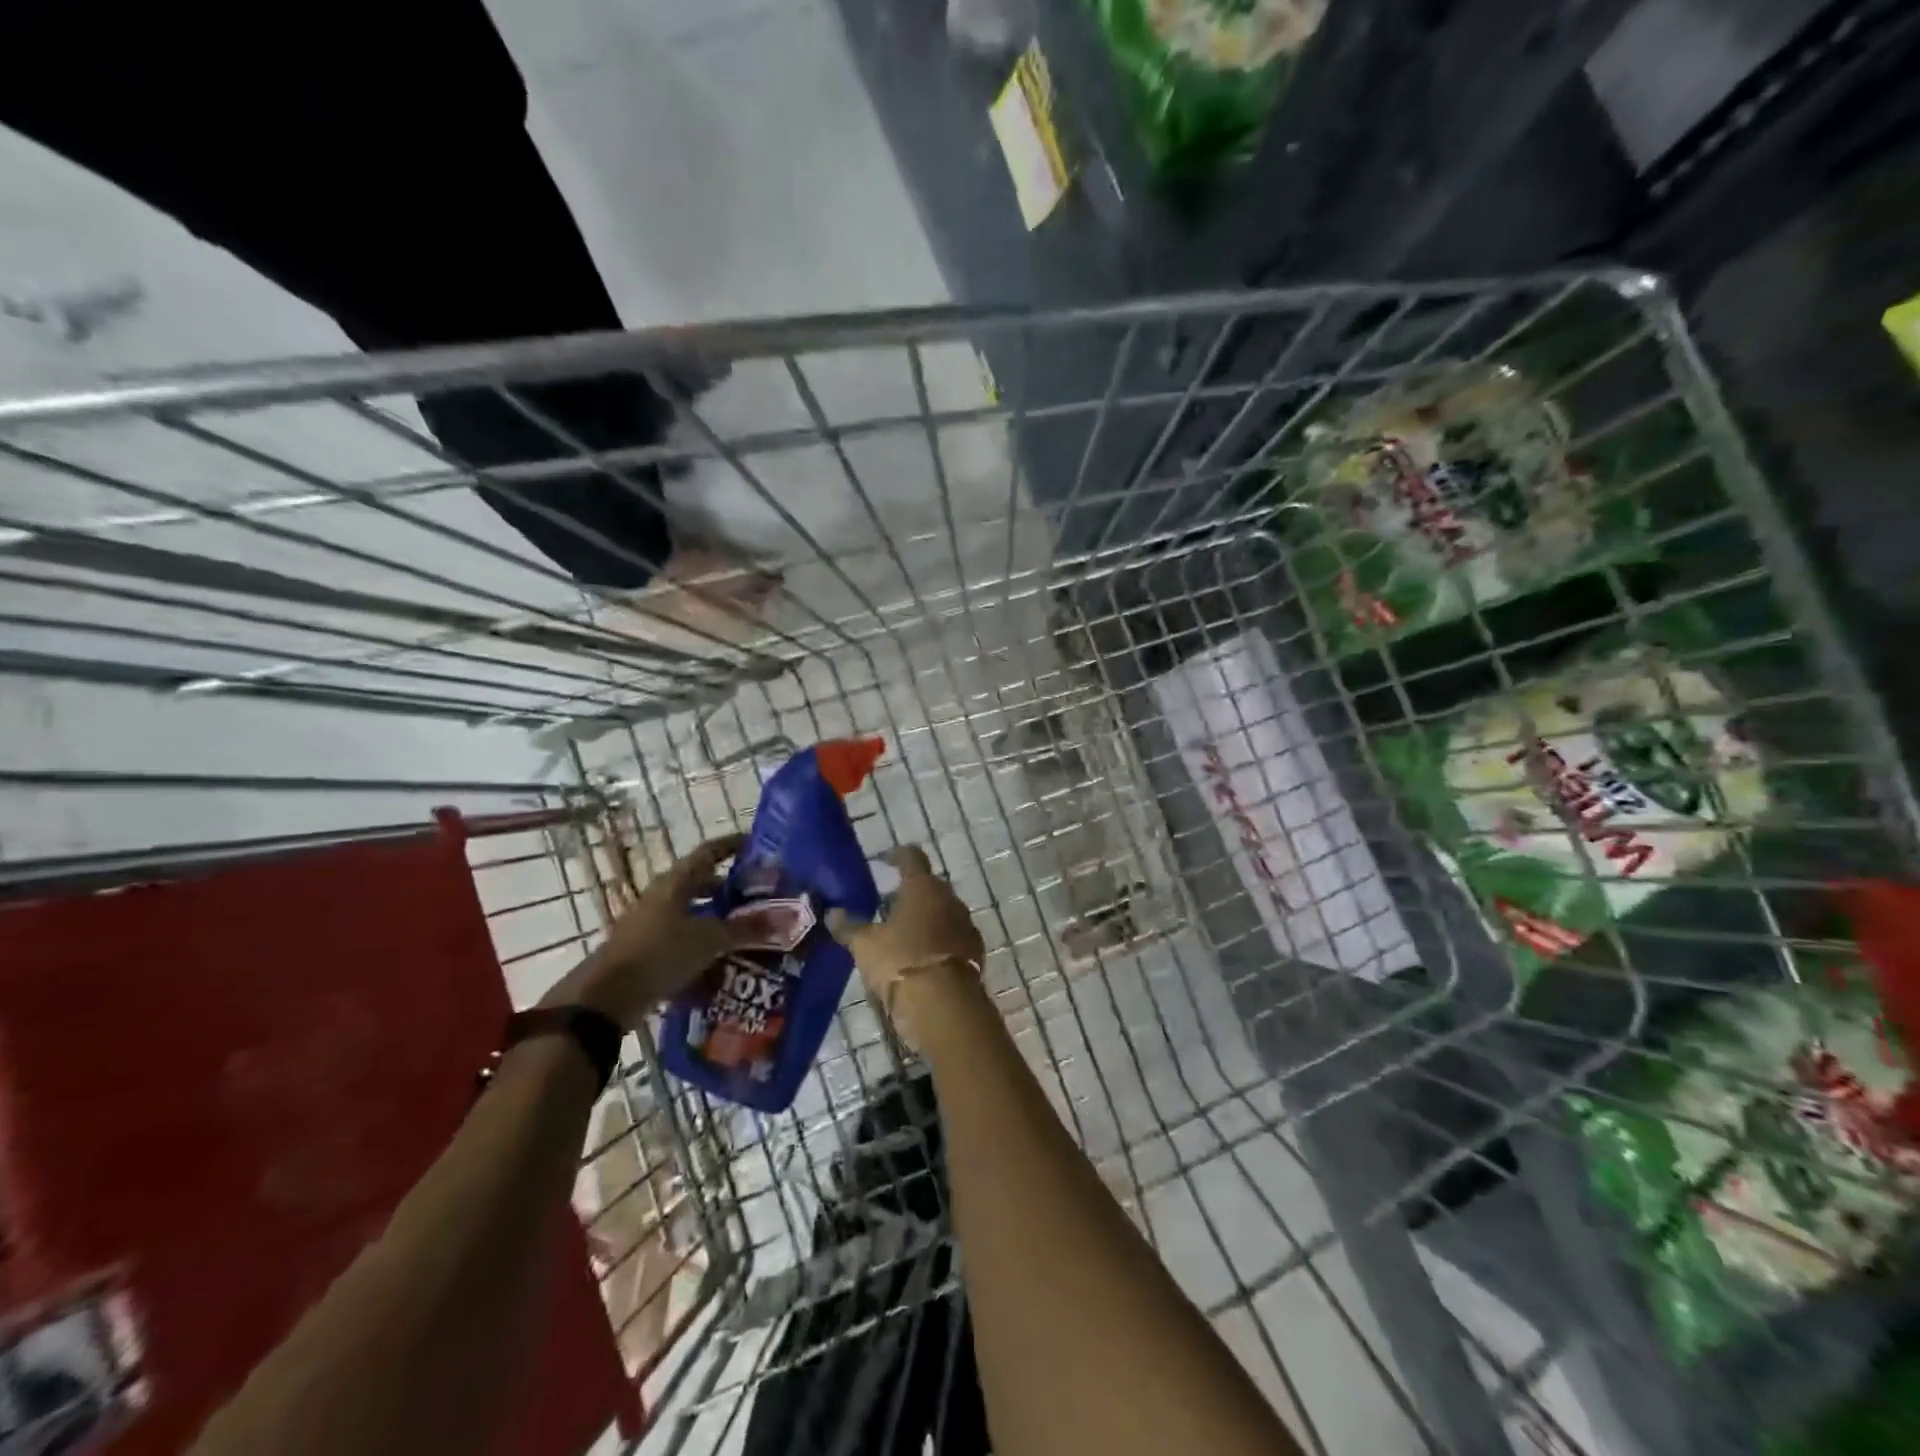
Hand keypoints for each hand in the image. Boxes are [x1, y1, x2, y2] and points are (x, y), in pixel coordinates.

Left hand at [544, 833, 752, 1031]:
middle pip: (700, 883)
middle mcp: (662, 897)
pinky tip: (724, 960)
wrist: (607, 998)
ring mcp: (651, 924)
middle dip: (730, 888)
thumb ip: (746, 929)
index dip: (732, 845)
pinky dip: (704, 944)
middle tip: (759, 895)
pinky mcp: (647, 950)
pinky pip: (683, 939)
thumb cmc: (660, 954)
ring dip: (718, 918)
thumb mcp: (709, 940)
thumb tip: (785, 919)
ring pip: (692, 913)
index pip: (709, 852)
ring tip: (748, 929)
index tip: (756, 845)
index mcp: (675, 882)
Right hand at [827, 846, 985, 1048]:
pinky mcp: (975, 950)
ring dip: (926, 918)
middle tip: (889, 903)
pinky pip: (953, 936)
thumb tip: (831, 913)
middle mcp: (949, 898)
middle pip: (929, 885)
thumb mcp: (865, 945)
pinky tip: (923, 956)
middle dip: (911, 892)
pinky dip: (938, 941)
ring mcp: (966, 924)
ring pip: (943, 911)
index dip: (897, 855)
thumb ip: (849, 927)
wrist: (946, 1004)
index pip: (912, 857)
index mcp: (922, 886)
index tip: (885, 861)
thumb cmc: (901, 961)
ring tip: (904, 933)